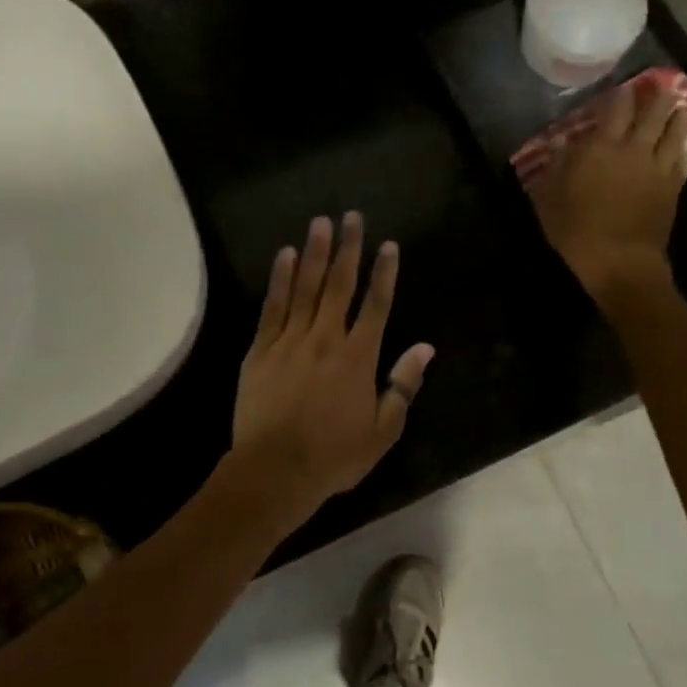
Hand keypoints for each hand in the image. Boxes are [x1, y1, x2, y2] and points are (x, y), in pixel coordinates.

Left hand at [231, 213, 434, 517]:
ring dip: (314, 253)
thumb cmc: (334, 456)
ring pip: (305, 288)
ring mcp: (290, 341)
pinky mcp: (260, 350)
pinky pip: (273, 307)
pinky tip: (284, 256)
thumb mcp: (383, 431)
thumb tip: (425, 348)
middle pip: (340, 285)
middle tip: (351, 216)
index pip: (376, 305)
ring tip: (320, 222)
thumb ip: (403, 386)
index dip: (384, 273)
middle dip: (348, 248)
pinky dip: (279, 280)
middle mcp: (326, 339)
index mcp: (358, 357)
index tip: (388, 245)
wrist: (275, 470)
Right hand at [528, 77, 686, 303]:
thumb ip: (555, 168)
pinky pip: (681, 158)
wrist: (620, 261)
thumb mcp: (548, 199)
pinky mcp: (673, 187)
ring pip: (673, 131)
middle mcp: (633, 149)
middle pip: (651, 113)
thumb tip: (561, 144)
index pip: (615, 109)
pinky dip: (682, 146)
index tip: (620, 85)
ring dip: (677, 115)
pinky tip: (682, 143)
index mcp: (601, 147)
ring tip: (680, 106)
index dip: (619, 93)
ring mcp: (657, 167)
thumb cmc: (576, 230)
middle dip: (656, 96)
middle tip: (660, 84)